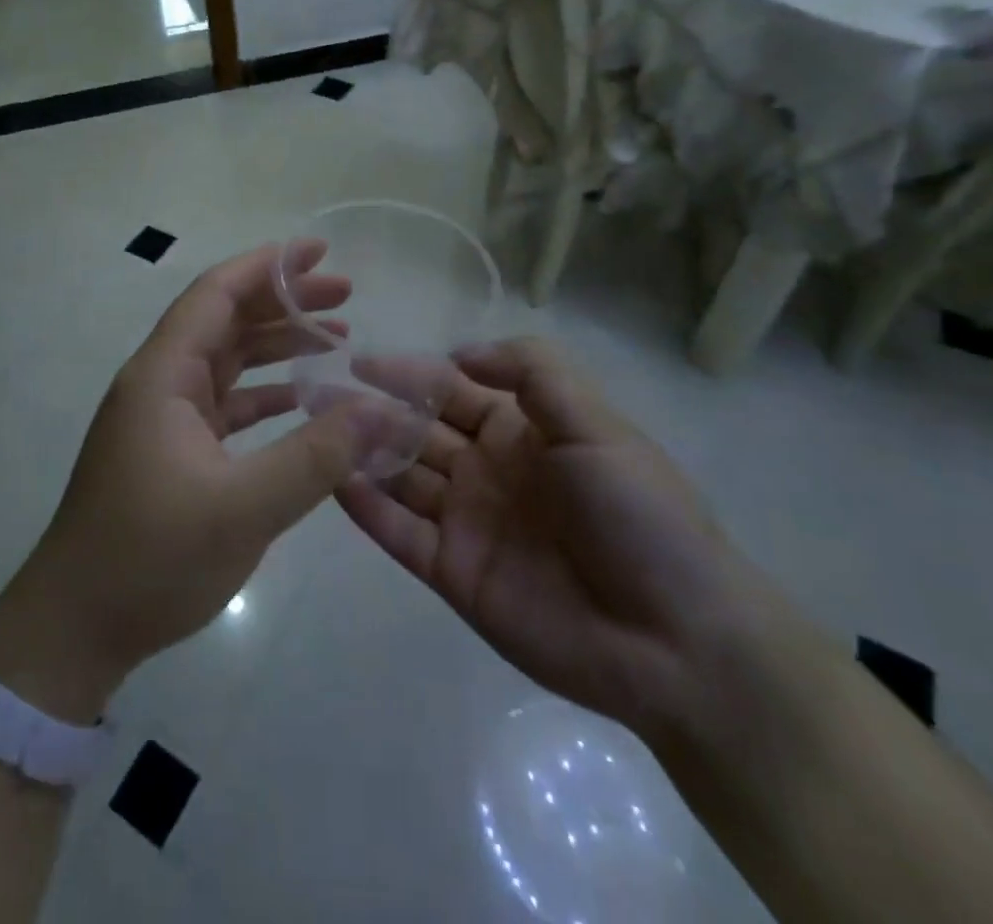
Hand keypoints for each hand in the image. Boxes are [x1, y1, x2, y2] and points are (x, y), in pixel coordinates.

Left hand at [0, 243, 360, 721]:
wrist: (76, 628)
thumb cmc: (150, 559)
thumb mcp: (243, 508)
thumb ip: (315, 456)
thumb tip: (378, 411)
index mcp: (163, 375)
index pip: (216, 295)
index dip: (268, 266)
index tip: (318, 252)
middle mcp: (159, 383)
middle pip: (225, 320)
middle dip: (283, 302)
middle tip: (345, 295)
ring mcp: (163, 417)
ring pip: (226, 360)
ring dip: (276, 345)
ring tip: (337, 338)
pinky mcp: (170, 449)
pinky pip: (224, 401)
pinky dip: (264, 392)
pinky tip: (302, 399)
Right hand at [337, 337, 773, 740]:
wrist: (676, 641)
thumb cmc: (638, 516)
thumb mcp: (597, 423)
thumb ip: (532, 372)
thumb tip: (460, 352)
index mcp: (521, 431)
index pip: (450, 389)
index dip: (408, 372)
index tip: (360, 359)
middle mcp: (486, 469)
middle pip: (416, 429)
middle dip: (370, 408)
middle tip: (318, 392)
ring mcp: (466, 521)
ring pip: (401, 476)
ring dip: (361, 451)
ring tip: (315, 429)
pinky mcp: (452, 572)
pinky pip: (399, 532)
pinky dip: (366, 507)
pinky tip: (332, 479)